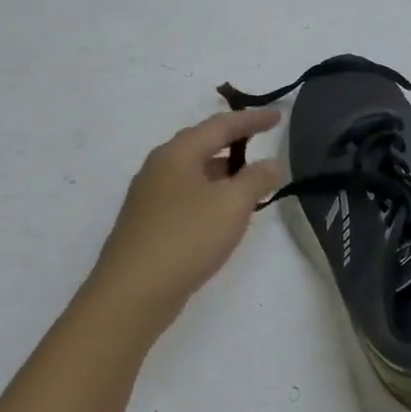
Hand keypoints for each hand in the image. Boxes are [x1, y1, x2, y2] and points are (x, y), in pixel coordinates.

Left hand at [81, 109, 285, 336]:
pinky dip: (210, 193)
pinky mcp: (148, 224)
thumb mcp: (232, 205)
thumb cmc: (186, 238)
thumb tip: (271, 163)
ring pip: (193, 171)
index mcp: (177, 153)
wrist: (132, 294)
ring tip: (249, 179)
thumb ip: (256, 179)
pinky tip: (222, 213)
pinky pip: (186, 195)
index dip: (252, 119)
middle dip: (233, 141)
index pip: (221, 125)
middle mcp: (159, 167)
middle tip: (262, 141)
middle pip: (202, 144)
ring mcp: (149, 197)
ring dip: (223, 170)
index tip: (278, 117)